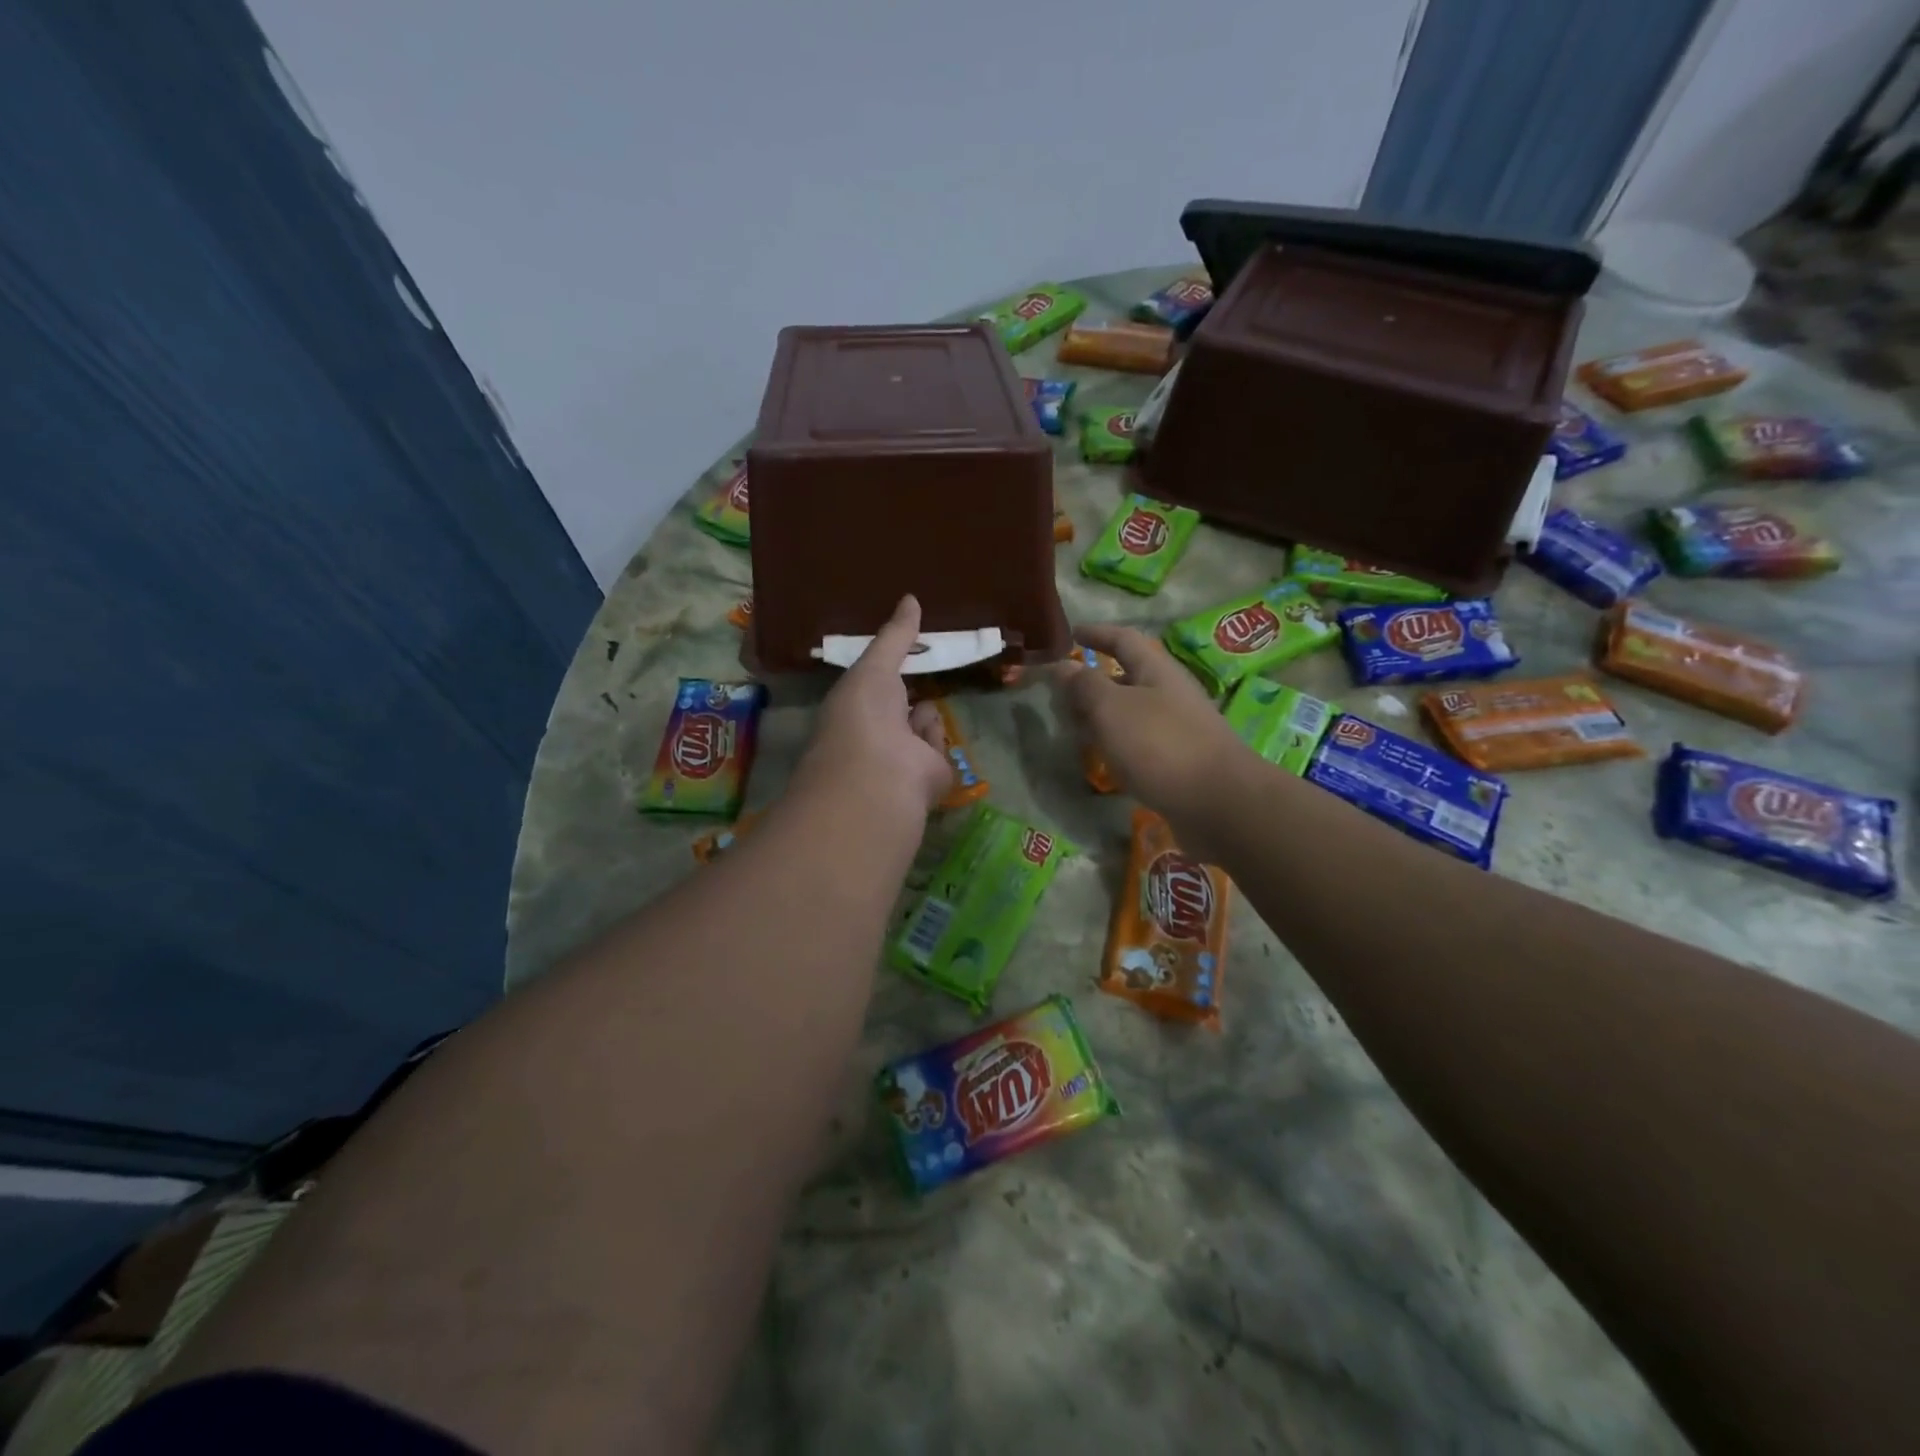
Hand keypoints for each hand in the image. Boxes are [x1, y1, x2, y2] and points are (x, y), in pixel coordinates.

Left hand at [792, 595, 952, 819]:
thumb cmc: (864, 715)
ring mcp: (902, 758)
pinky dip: (934, 739)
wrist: (880, 776)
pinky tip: (923, 738)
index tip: (903, 651)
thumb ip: (895, 636)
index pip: (870, 686)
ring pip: (921, 727)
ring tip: (917, 711)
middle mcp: (874, 734)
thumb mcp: (875, 666)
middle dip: (909, 692)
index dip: (885, 670)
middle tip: (928, 668)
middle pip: (898, 708)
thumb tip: (911, 598)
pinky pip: (938, 748)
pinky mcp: (930, 777)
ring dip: (923, 716)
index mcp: (853, 708)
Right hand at [1052, 623, 1252, 840]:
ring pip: (1131, 713)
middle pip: (1127, 677)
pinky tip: (1103, 760)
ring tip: (1073, 730)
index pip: (1123, 639)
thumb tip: (1062, 666)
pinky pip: (1139, 743)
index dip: (1096, 633)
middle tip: (1060, 695)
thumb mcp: (1112, 708)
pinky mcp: (1179, 761)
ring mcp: (1177, 728)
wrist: (1218, 802)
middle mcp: (1170, 694)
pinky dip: (1116, 745)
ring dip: (1102, 717)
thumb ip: (1083, 685)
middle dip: (1093, 683)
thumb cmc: (1160, 745)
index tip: (1071, 634)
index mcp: (1156, 670)